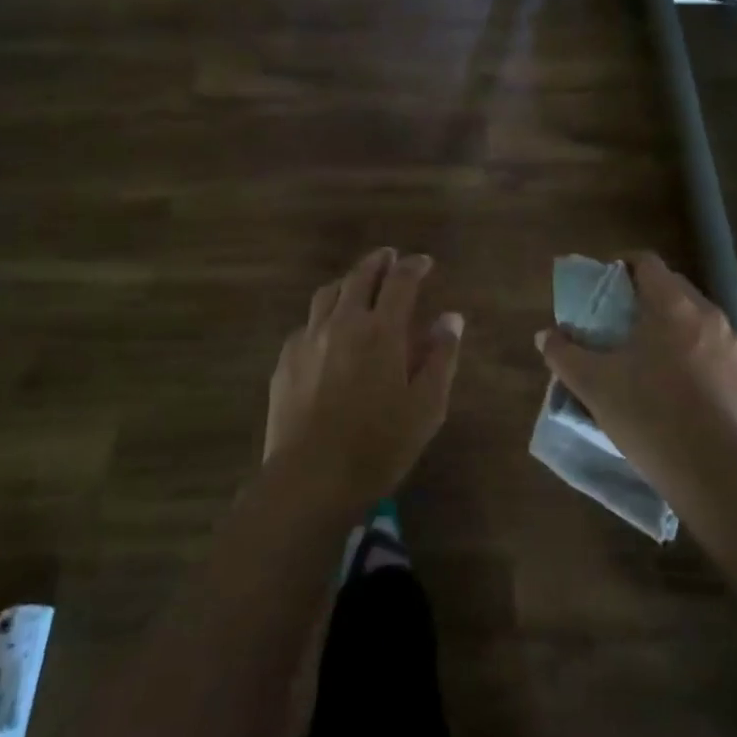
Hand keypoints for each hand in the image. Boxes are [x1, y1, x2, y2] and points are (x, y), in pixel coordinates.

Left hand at [264, 249, 463, 507]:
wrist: (310, 478)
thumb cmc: (379, 445)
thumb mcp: (426, 406)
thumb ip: (441, 357)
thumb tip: (450, 318)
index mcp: (381, 330)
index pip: (400, 281)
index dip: (414, 266)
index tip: (424, 262)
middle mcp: (343, 323)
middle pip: (359, 276)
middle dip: (378, 262)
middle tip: (390, 258)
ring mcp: (309, 338)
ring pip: (328, 293)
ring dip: (348, 282)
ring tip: (358, 285)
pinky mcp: (286, 359)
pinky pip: (307, 323)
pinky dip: (324, 315)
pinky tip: (328, 331)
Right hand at [535, 254, 736, 505]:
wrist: (713, 475)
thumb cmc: (648, 417)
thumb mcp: (593, 385)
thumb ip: (564, 354)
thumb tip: (545, 335)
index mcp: (671, 307)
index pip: (647, 262)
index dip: (624, 265)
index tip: (608, 283)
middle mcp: (710, 315)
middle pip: (676, 289)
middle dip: (650, 298)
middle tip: (627, 324)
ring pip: (703, 322)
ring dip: (681, 329)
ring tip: (660, 359)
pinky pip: (725, 354)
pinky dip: (707, 359)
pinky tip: (692, 388)